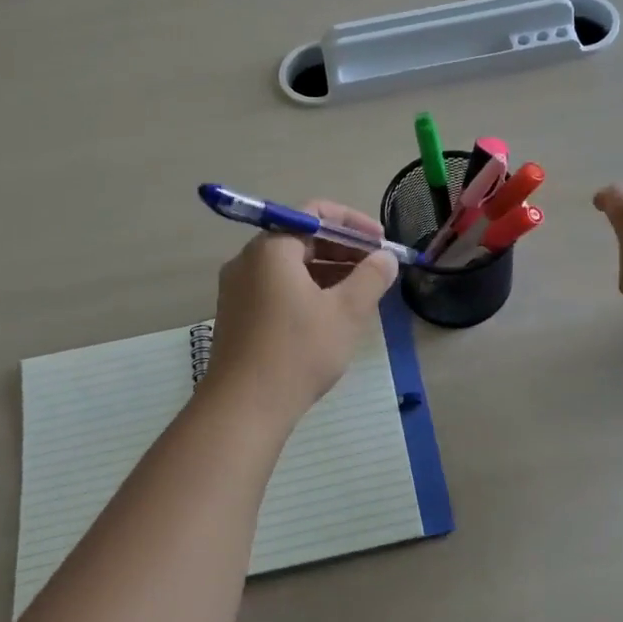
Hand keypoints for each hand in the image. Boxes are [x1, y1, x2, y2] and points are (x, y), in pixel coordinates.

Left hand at [202, 200, 398, 419]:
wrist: (243, 408)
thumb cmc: (298, 352)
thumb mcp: (346, 312)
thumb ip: (371, 277)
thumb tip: (385, 258)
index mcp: (271, 248)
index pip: (314, 213)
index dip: (353, 223)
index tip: (381, 243)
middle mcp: (248, 261)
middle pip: (301, 238)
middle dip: (343, 250)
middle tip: (376, 269)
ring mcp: (238, 289)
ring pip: (290, 267)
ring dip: (328, 272)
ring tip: (361, 293)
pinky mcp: (237, 316)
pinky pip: (277, 288)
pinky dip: (308, 291)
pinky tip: (331, 315)